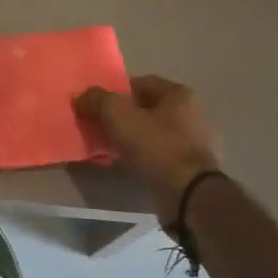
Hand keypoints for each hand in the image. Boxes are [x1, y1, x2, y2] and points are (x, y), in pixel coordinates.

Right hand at [75, 75, 223, 223]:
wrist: (187, 194)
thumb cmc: (156, 145)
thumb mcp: (118, 115)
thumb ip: (97, 100)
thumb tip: (81, 97)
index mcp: (180, 94)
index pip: (141, 83)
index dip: (116, 92)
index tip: (98, 107)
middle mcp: (193, 114)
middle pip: (147, 109)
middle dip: (123, 118)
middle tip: (100, 128)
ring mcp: (196, 143)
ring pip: (153, 134)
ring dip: (133, 140)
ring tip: (110, 150)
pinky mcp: (193, 169)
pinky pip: (160, 156)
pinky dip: (144, 158)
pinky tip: (129, 166)